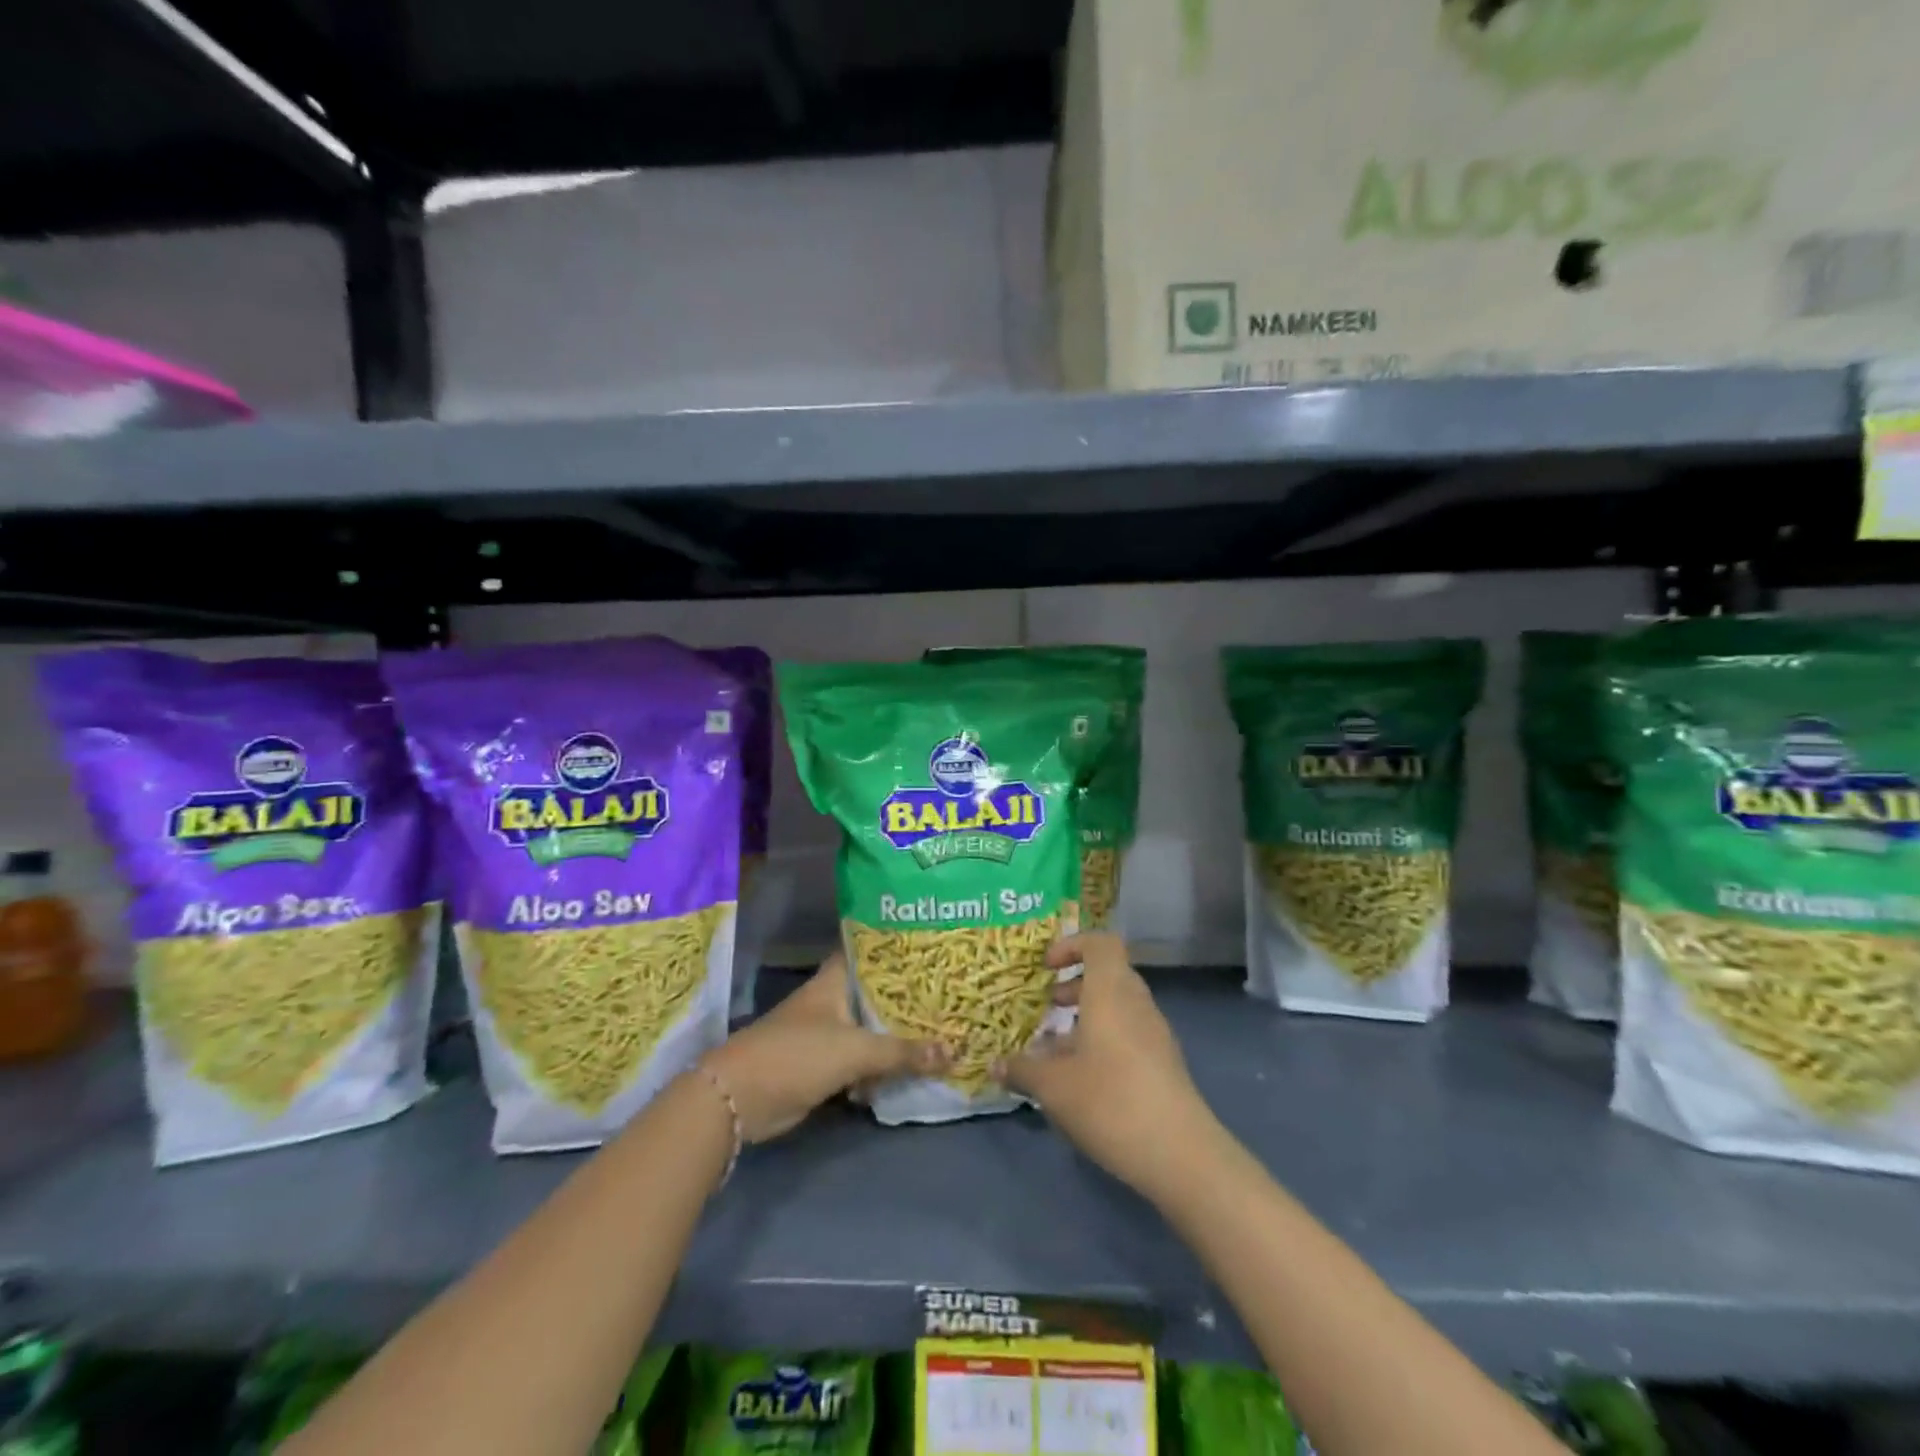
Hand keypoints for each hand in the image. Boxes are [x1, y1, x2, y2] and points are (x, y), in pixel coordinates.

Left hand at [700, 953, 948, 1142]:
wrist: (740, 1099)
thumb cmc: (797, 1055)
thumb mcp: (855, 1050)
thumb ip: (903, 1051)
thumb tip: (954, 1049)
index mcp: (835, 980)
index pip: (870, 950)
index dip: (898, 945)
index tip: (931, 943)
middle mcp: (832, 999)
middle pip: (876, 991)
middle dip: (908, 994)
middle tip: (951, 990)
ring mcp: (827, 1032)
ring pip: (871, 1026)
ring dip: (899, 1032)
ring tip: (944, 1025)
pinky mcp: (824, 1064)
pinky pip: (863, 1058)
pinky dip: (883, 1063)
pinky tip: (913, 1065)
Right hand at [992, 933, 1217, 1197]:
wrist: (1180, 1154)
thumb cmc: (1110, 1101)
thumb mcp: (1053, 1087)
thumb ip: (1023, 1070)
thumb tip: (996, 1064)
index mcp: (1111, 992)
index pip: (1100, 943)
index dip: (1072, 945)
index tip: (1046, 967)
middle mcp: (1136, 1003)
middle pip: (1109, 974)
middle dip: (1075, 985)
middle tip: (1048, 1005)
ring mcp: (1155, 1034)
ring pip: (1118, 1007)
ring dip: (1087, 1016)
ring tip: (1057, 1047)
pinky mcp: (1163, 1064)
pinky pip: (1128, 1033)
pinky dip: (1103, 1040)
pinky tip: (1081, 1078)